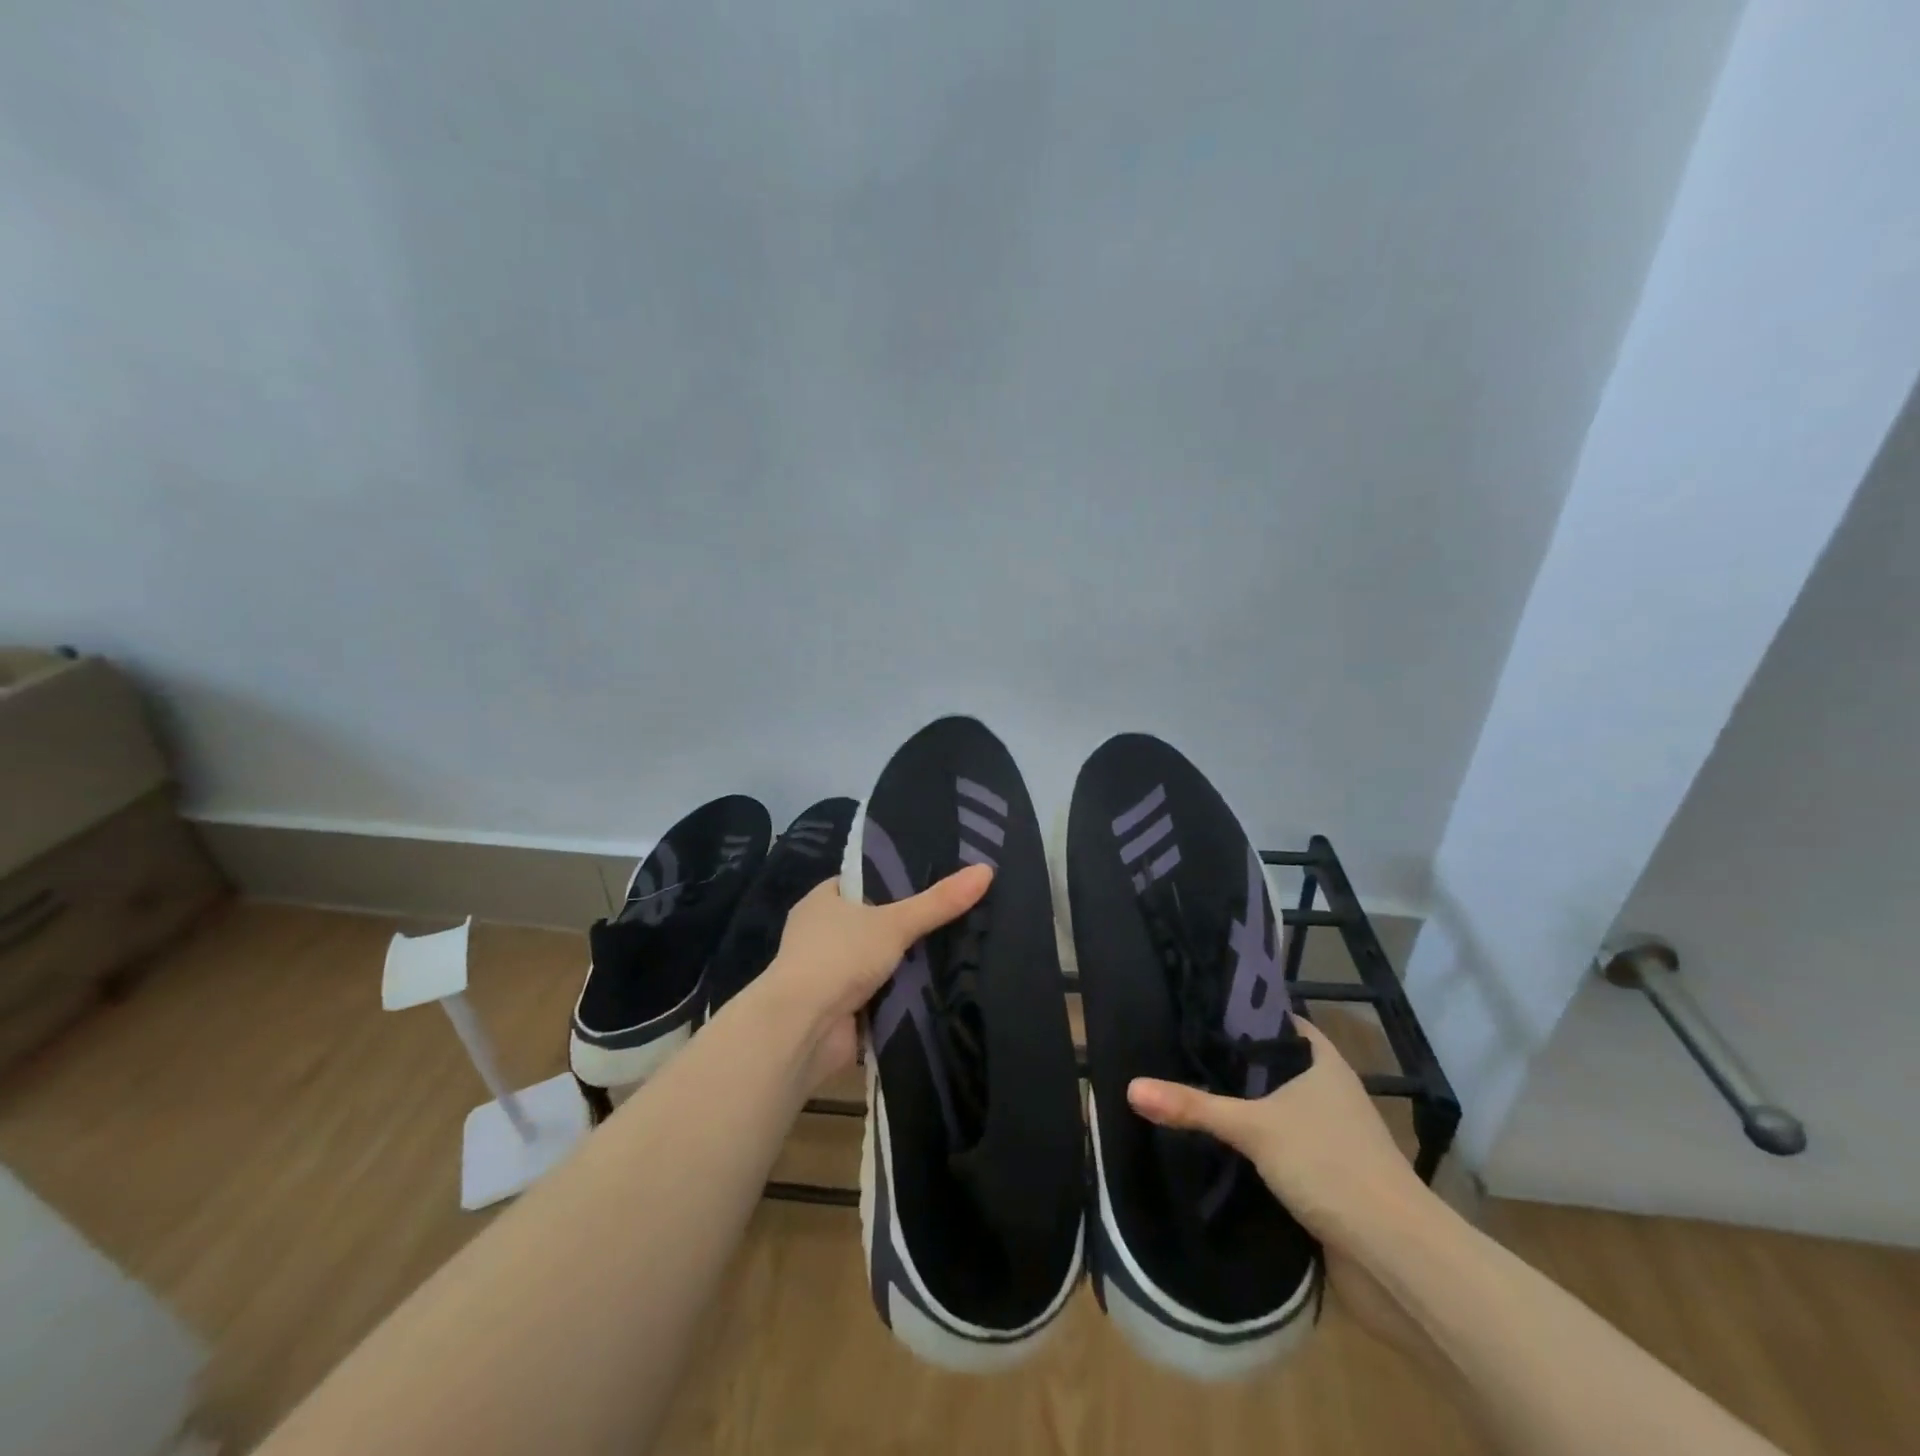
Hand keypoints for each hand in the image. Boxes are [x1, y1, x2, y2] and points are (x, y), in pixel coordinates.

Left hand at [756, 864, 992, 1086]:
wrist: (802, 1028)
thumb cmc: (839, 958)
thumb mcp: (895, 923)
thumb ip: (939, 902)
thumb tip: (986, 870)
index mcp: (822, 901)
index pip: (863, 882)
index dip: (894, 881)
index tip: (933, 881)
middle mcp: (820, 933)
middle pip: (872, 922)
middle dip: (904, 925)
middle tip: (953, 916)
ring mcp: (827, 973)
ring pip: (875, 960)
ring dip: (902, 963)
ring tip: (956, 950)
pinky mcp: (838, 1007)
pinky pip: (877, 993)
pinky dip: (898, 994)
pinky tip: (936, 988)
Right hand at [1126, 1017, 1439, 1354]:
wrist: (1394, 1257)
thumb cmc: (1329, 1165)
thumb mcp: (1253, 1126)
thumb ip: (1193, 1106)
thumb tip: (1131, 1087)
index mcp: (1322, 1062)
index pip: (1275, 1020)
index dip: (1239, 1014)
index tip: (1194, 1011)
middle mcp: (1328, 1091)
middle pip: (1270, 1066)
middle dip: (1229, 1065)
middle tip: (1175, 1051)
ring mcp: (1328, 1136)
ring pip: (1273, 1109)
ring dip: (1240, 1108)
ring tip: (1184, 1090)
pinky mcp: (1323, 1175)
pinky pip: (1278, 1147)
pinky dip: (1250, 1145)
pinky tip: (1212, 1143)